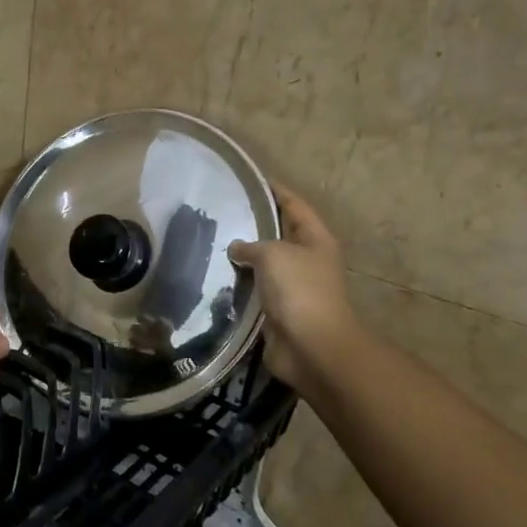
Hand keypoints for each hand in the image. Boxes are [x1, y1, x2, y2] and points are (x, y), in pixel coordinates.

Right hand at [228, 183, 357, 390]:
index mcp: (315, 239)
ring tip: (211, 241)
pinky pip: (254, 289)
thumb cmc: (299, 291)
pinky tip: (214, 275)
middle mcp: (306, 260)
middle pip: (278, 234)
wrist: (311, 347)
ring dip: (242, 256)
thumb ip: (252, 245)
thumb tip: (236, 247)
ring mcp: (293, 286)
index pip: (294, 205)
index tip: (249, 180)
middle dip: (253, 224)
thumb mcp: (274, 255)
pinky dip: (238, 283)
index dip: (274, 191)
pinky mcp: (277, 310)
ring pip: (264, 264)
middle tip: (220, 212)